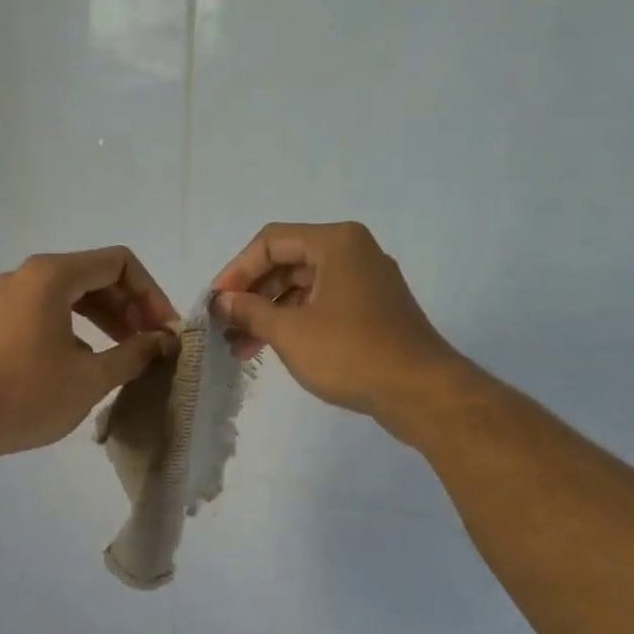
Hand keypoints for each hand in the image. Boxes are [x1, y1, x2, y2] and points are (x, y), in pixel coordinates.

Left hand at [0, 247, 177, 458]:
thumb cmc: (24, 395)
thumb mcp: (90, 378)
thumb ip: (134, 353)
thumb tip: (164, 341)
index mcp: (52, 275)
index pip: (119, 263)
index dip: (152, 294)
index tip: (165, 331)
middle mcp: (27, 275)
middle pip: (95, 276)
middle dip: (131, 307)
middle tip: (152, 344)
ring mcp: (6, 298)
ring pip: (71, 295)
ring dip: (106, 319)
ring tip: (127, 354)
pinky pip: (47, 312)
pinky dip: (77, 328)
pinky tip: (87, 363)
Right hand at [210, 220, 466, 430]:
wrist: (418, 391)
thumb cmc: (350, 353)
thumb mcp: (290, 332)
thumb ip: (251, 311)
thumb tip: (222, 302)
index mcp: (336, 243)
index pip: (271, 241)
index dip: (237, 270)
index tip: (215, 302)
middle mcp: (354, 253)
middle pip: (288, 262)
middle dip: (253, 295)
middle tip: (225, 326)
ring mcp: (367, 283)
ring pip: (305, 288)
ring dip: (270, 314)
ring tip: (240, 348)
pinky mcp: (373, 311)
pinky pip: (323, 306)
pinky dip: (296, 322)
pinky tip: (273, 349)